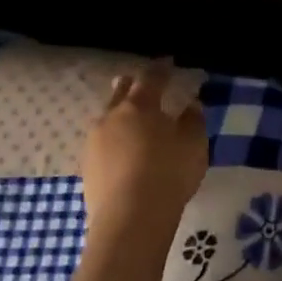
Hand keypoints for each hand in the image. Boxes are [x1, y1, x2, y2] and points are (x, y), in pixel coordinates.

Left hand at [67, 60, 208, 280]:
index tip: (167, 62)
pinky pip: (101, 143)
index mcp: (140, 106)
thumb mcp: (194, 145)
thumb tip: (190, 104)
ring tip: (127, 118)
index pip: (151, 79)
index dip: (161, 69)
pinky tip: (119, 151)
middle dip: (129, 85)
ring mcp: (94, 142)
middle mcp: (112, 117)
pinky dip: (112, 140)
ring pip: (106, 118)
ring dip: (118, 114)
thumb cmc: (168, 174)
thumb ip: (193, 121)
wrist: (130, 218)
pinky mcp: (87, 168)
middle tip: (135, 80)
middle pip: (120, 94)